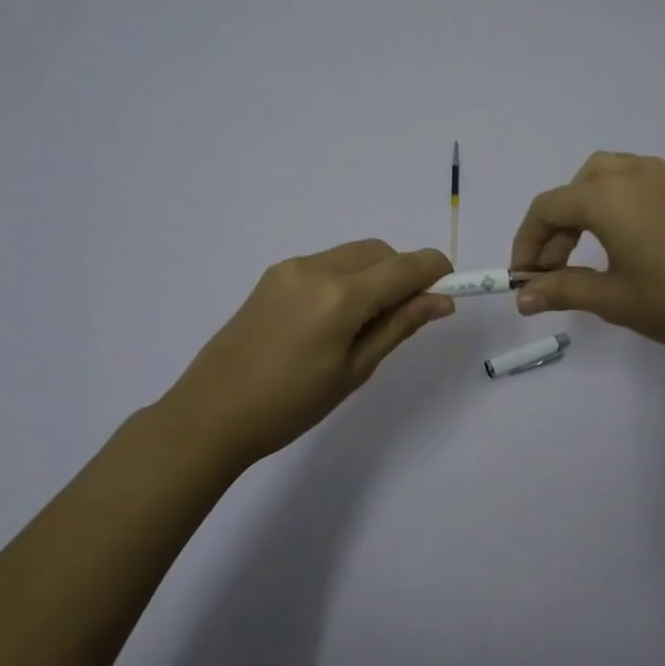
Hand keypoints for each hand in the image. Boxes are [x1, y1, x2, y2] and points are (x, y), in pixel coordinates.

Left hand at [156, 240, 453, 470]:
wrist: (212, 413)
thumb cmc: (291, 404)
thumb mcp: (355, 370)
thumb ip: (400, 326)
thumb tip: (442, 301)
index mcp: (340, 296)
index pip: (404, 266)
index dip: (435, 270)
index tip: (452, 286)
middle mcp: (317, 267)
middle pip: (380, 252)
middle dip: (403, 272)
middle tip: (408, 315)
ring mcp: (291, 268)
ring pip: (353, 254)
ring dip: (375, 274)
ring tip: (368, 322)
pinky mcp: (274, 275)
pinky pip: (327, 263)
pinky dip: (347, 277)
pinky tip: (336, 317)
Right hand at [510, 152, 664, 361]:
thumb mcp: (614, 299)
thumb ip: (562, 290)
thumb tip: (522, 297)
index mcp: (607, 196)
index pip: (547, 208)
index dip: (526, 243)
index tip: (523, 279)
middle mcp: (632, 173)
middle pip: (574, 189)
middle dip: (555, 229)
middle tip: (554, 272)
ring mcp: (664, 176)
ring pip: (604, 178)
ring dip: (583, 210)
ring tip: (586, 253)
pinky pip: (634, 182)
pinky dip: (614, 204)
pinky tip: (625, 241)